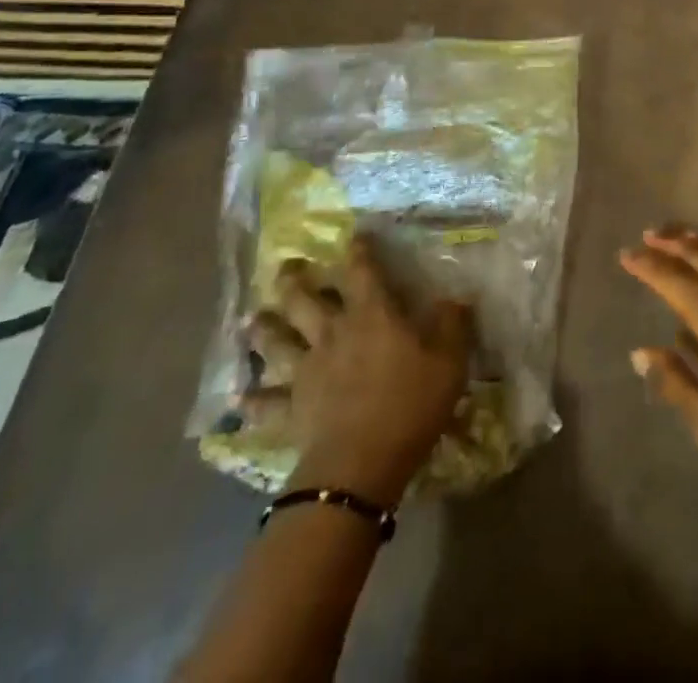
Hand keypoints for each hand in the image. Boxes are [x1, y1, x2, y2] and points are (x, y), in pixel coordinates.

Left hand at [243, 236, 471, 508]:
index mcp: (372, 314)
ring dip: (264, 329)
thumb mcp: (449, 360)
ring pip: (277, 342)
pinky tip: (239, 398)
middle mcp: (333, 333)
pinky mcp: (291, 409)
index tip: (354, 234)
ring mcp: (307, 371)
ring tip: (253, 317)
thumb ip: (452, 324)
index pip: (362, 271)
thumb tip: (457, 296)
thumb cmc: (410, 403)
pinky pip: (267, 403)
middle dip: (295, 281)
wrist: (361, 463)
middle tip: (285, 268)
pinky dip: (253, 400)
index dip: (358, 250)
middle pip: (305, 300)